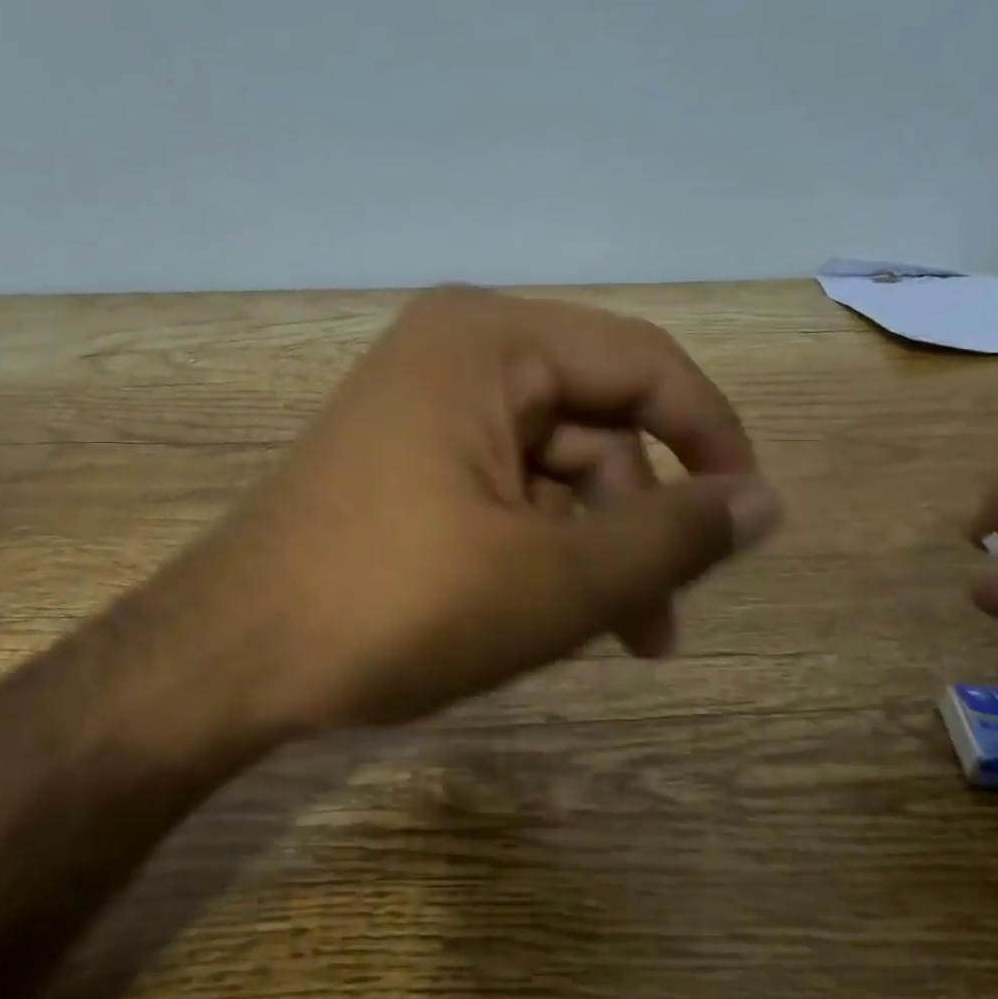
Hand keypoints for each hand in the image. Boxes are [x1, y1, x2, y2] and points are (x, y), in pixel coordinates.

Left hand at [171, 287, 779, 737]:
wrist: (231, 657)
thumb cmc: (396, 606)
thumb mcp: (556, 580)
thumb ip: (673, 535)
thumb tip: (766, 501)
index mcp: (490, 341)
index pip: (645, 364)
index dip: (714, 439)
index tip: (752, 522)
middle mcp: (454, 352)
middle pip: (595, 423)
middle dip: (638, 523)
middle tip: (659, 626)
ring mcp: (420, 406)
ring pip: (549, 466)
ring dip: (589, 547)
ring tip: (603, 637)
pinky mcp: (400, 459)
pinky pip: (500, 487)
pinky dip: (535, 545)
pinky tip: (539, 614)